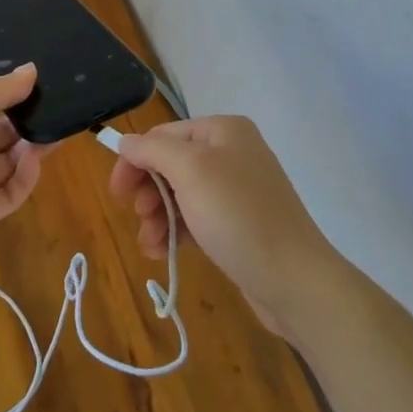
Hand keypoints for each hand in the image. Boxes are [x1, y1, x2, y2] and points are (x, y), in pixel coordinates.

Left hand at [0, 64, 44, 252]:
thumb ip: (0, 87)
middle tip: (56, 112)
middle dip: (25, 123)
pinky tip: (35, 160)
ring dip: (30, 149)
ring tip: (53, 134)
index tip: (38, 87)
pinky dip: (24, 177)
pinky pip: (8, 194)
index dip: (8, 97)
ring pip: (7, 164)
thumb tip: (33, 71)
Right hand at [108, 116, 337, 338]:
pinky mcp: (238, 223)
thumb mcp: (191, 172)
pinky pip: (196, 218)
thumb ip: (153, 150)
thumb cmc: (239, 217)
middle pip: (170, 164)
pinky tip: (162, 252)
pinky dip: (175, 231)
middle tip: (138, 217)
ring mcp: (237, 189)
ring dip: (158, 217)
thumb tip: (126, 141)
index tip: (117, 194)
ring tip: (150, 244)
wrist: (295, 280)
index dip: (135, 161)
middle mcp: (231, 153)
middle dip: (148, 192)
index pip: (163, 135)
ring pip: (179, 194)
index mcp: (222, 131)